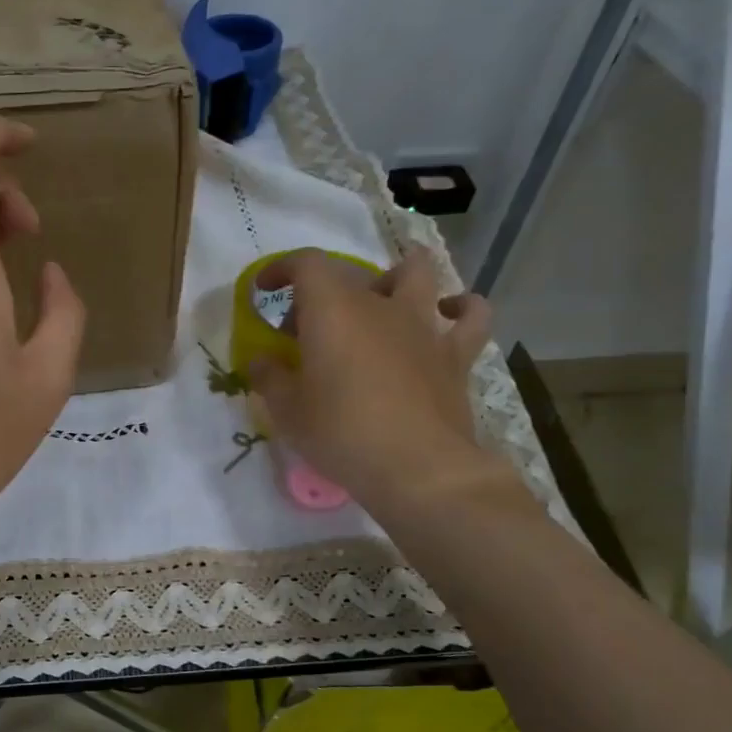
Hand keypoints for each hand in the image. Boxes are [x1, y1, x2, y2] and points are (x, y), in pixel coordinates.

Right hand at [247, 247, 520, 522]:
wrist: (417, 468)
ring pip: (419, 273)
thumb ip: (269, 377)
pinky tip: (448, 315)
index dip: (281, 268)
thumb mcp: (286, 410)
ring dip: (397, 275)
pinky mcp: (455, 354)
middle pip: (350, 275)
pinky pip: (470, 315)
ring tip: (382, 296)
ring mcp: (423, 326)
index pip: (306, 263)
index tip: (264, 290)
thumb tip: (261, 361)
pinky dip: (460, 307)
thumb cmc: (340, 432)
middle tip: (305, 330)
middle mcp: (380, 305)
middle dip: (321, 294)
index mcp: (333, 310)